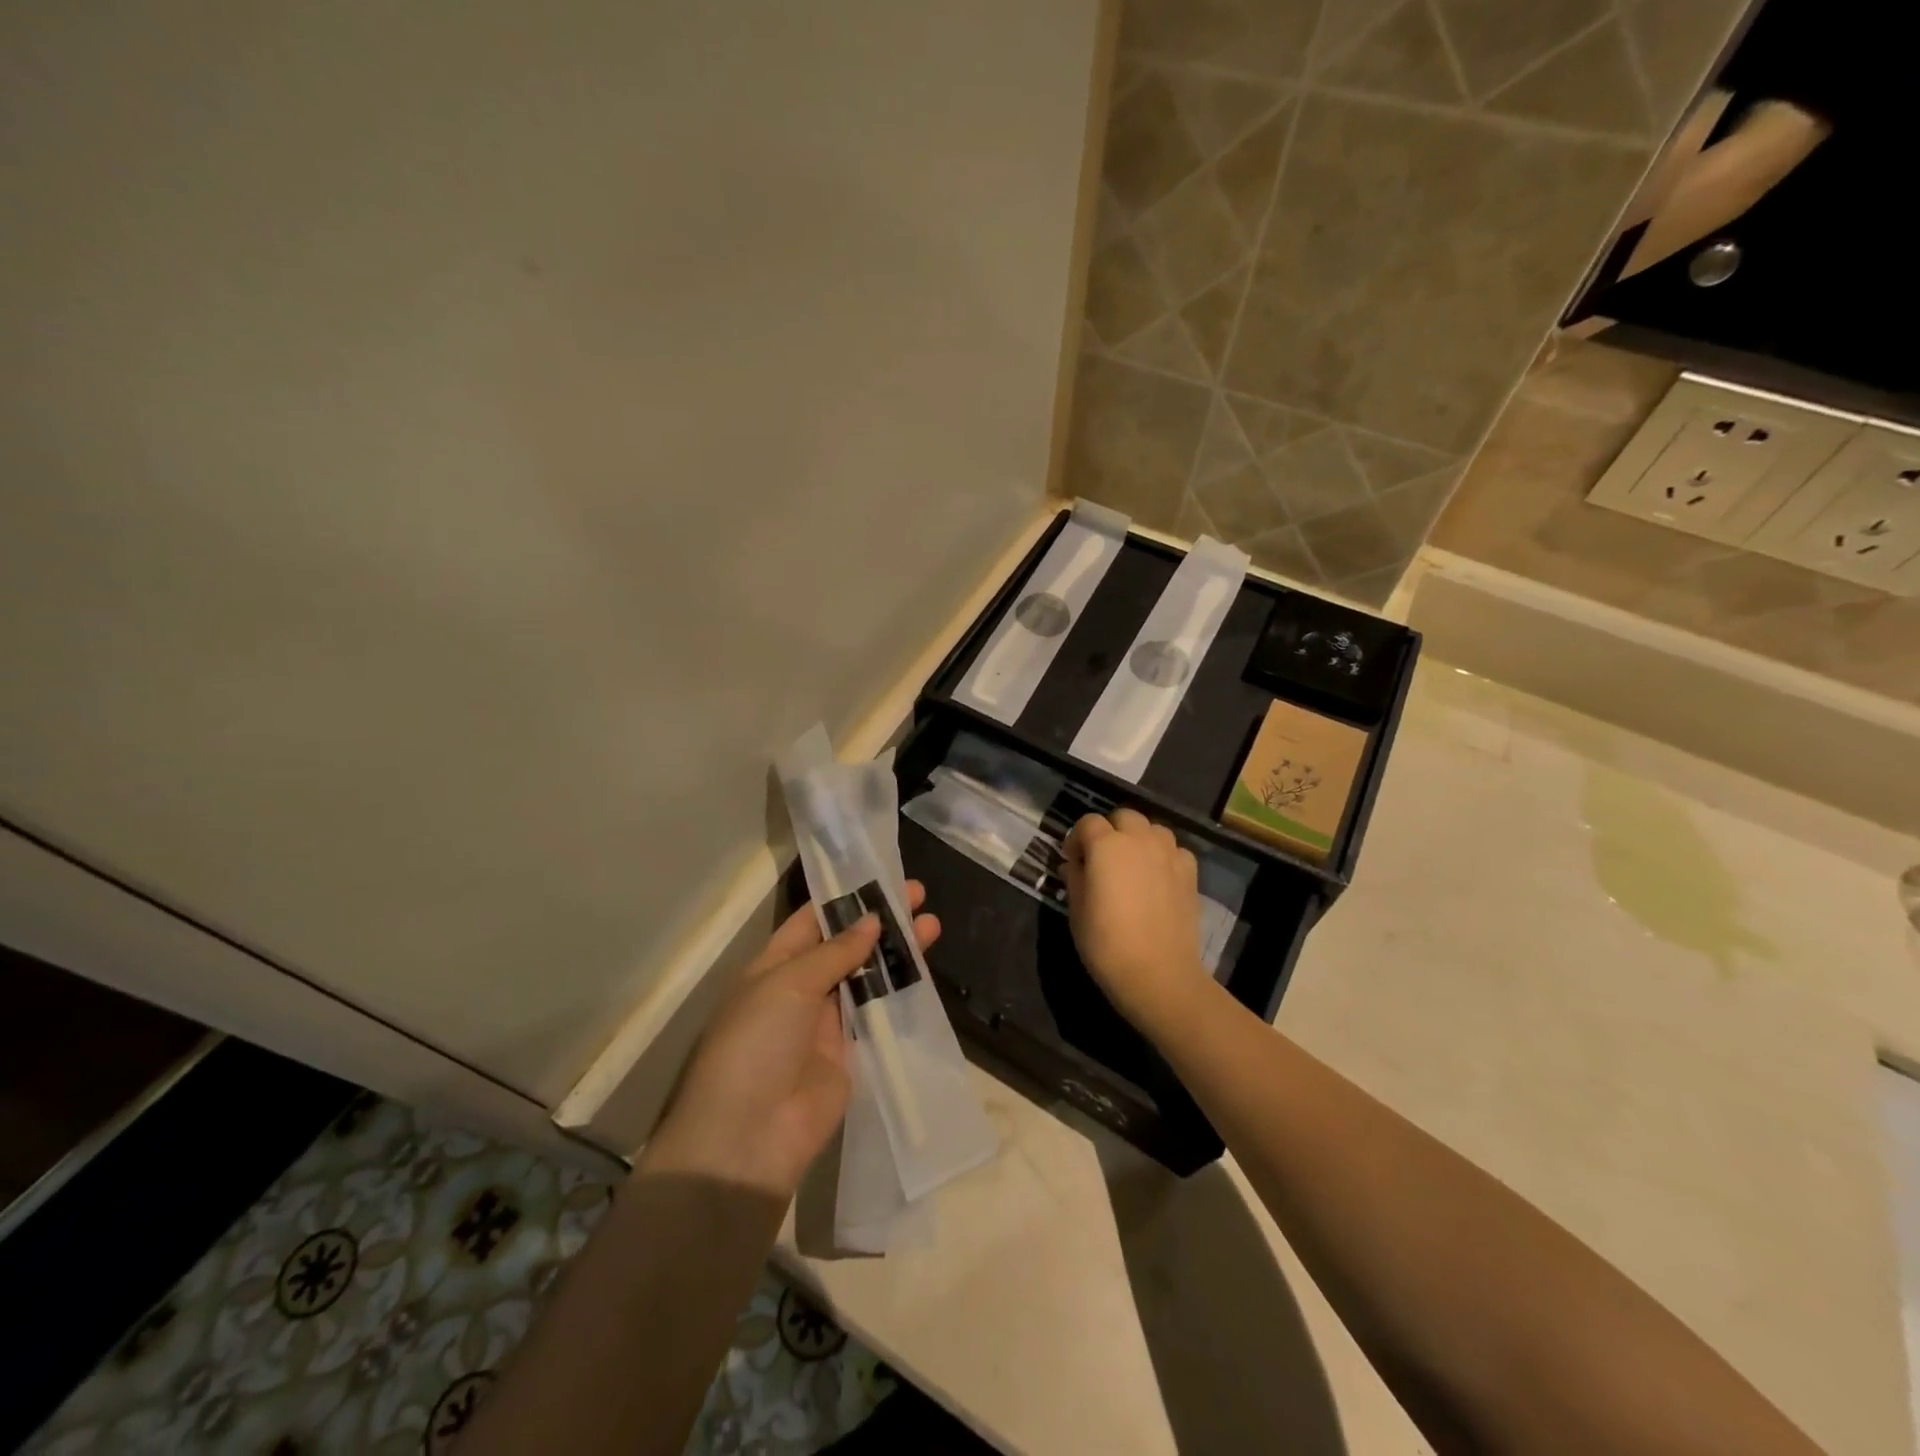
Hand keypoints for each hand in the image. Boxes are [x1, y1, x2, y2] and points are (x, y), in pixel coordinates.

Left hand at [642, 882, 939, 1198]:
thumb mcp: (788, 984)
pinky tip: (926, 966)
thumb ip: (835, 952)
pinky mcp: (852, 1051)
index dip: (844, 898)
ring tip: (931, 923)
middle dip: (879, 920)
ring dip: (896, 950)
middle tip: (916, 893)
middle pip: (846, 945)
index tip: (879, 875)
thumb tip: (872, 920)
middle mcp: (800, 988)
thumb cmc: (756, 1042)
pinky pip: (879, 1012)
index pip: (811, 921)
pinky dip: (901, 989)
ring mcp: (827, 1022)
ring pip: (867, 975)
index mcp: (774, 966)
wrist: (750, 1135)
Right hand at [1062, 809, 1208, 1031]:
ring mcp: (1169, 853)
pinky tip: (1156, 878)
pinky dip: (1163, 856)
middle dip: (1110, 831)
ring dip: (1139, 839)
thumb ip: (1074, 877)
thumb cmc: (1106, 943)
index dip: (1077, 839)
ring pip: (1152, 829)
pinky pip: (1174, 850)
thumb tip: (1075, 864)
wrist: (1158, 974)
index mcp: (1106, 845)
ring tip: (1132, 865)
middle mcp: (1140, 839)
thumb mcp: (1076, 910)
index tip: (1072, 861)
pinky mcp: (1190, 872)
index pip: (1088, 823)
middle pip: (1123, 817)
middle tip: (1102, 859)